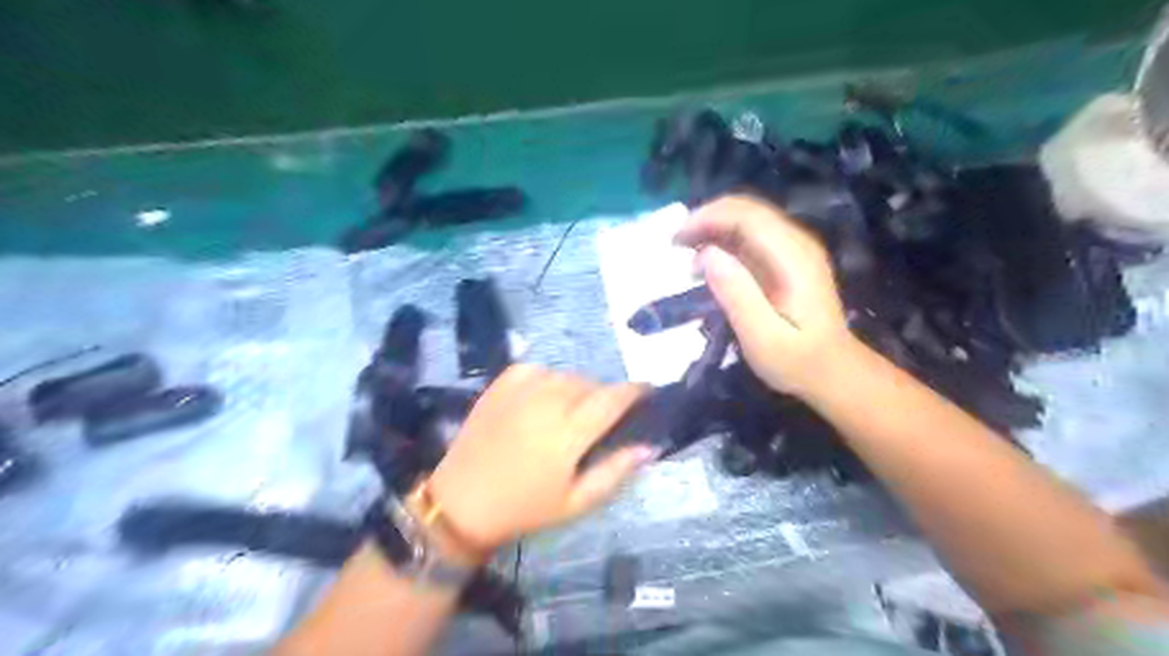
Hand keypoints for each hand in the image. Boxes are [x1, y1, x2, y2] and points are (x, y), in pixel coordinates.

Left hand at [425, 366, 653, 550]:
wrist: (462, 503)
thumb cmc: (525, 508)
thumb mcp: (576, 502)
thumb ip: (615, 471)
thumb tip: (649, 446)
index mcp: (569, 432)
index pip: (613, 398)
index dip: (635, 391)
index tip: (648, 392)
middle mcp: (548, 401)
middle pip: (590, 384)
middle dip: (604, 396)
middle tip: (602, 418)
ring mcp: (521, 390)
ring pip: (565, 375)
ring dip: (576, 387)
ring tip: (571, 410)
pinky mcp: (500, 385)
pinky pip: (536, 368)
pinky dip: (547, 378)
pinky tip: (544, 396)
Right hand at [677, 194, 850, 397]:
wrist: (835, 372)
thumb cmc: (797, 361)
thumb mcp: (762, 337)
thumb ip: (737, 294)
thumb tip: (707, 254)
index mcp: (793, 258)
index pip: (747, 216)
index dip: (708, 218)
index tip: (676, 240)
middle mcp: (797, 243)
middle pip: (747, 210)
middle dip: (707, 219)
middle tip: (675, 245)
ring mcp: (795, 249)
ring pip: (749, 220)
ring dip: (714, 229)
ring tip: (687, 257)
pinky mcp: (789, 260)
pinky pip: (753, 236)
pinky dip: (725, 242)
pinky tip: (709, 265)